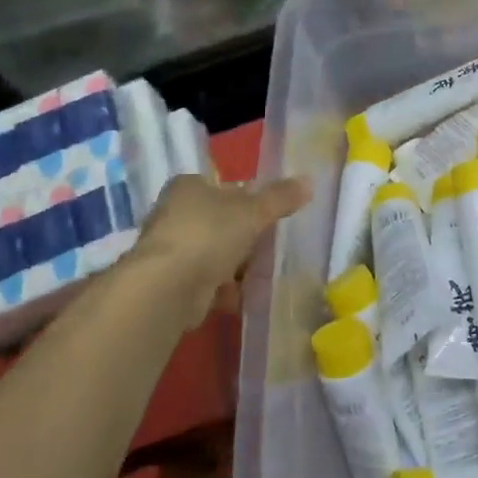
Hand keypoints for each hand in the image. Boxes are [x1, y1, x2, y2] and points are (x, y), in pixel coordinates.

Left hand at [130, 174, 311, 323]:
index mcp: (188, 187)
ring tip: (265, 273)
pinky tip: (245, 296)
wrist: (168, 287)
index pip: (222, 186)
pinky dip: (225, 289)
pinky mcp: (171, 283)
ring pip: (213, 253)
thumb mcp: (253, 211)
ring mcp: (170, 250)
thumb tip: (309, 181)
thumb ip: (280, 198)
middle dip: (244, 235)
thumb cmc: (210, 234)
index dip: (247, 198)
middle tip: (272, 245)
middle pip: (219, 221)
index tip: (269, 214)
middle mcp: (174, 214)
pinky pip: (207, 282)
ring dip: (236, 265)